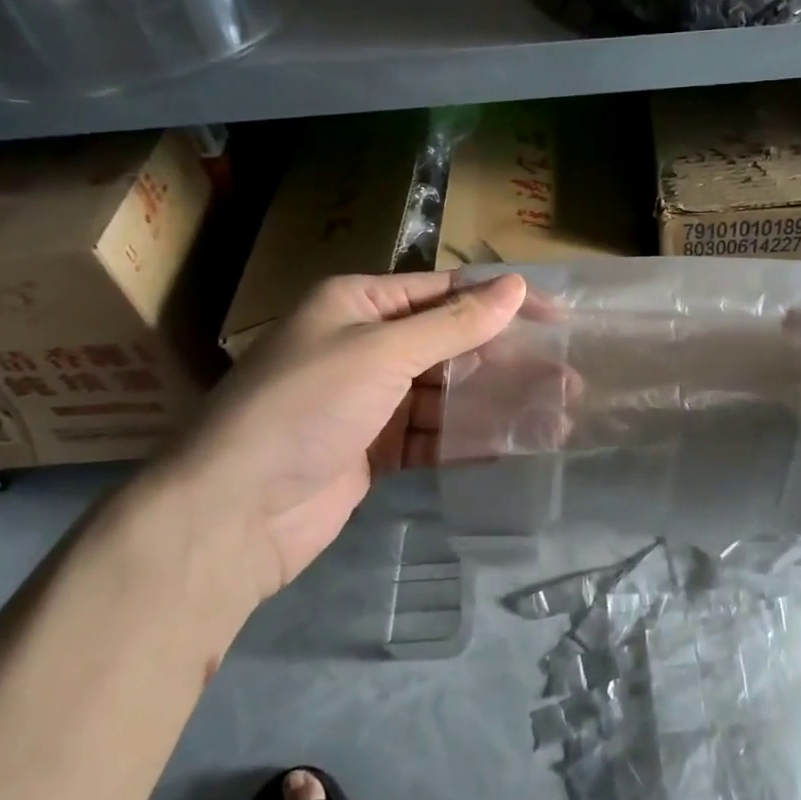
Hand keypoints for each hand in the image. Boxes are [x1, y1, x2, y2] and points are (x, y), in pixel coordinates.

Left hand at [130, 272, 526, 613]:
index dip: (502, 301)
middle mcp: (365, 345)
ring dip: (498, 402)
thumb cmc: (305, 407)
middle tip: (567, 375)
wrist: (233, 513)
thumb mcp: (382, 352)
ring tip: (557, 412)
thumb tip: (517, 286)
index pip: (445, 292)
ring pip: (448, 394)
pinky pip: (434, 436)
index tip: (557, 317)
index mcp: (358, 303)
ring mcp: (370, 401)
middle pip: (452, 345)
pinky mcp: (375, 450)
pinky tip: (516, 444)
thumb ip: (454, 324)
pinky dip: (470, 439)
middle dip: (508, 360)